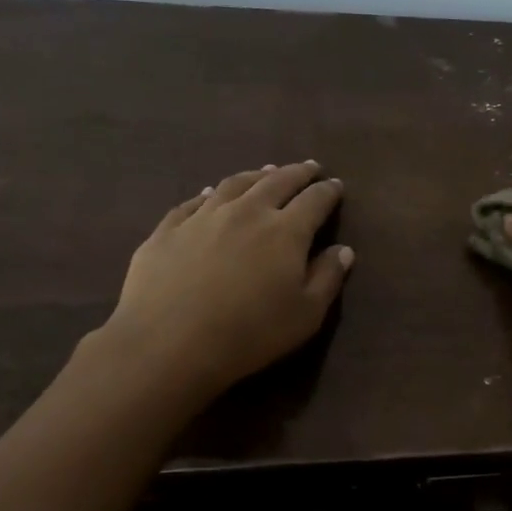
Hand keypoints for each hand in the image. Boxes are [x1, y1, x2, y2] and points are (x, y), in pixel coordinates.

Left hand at [95, 161, 352, 401]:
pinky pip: (194, 201)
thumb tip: (344, 250)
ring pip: (236, 184)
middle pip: (277, 182)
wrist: (168, 343)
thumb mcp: (305, 315)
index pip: (315, 201)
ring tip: (266, 171)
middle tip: (309, 168)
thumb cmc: (249, 334)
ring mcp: (204, 217)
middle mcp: (247, 212)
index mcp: (285, 231)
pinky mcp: (169, 229)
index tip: (336, 185)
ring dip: (257, 175)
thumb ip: (327, 278)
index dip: (328, 191)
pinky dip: (211, 193)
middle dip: (298, 173)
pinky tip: (212, 193)